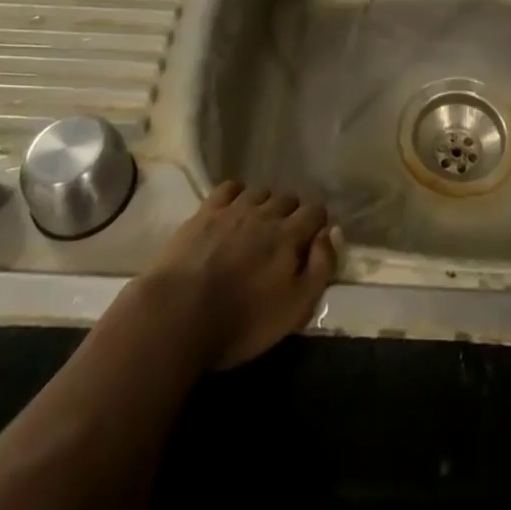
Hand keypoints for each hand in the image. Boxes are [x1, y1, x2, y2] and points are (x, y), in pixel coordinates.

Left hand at [122, 182, 340, 372]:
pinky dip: (237, 194)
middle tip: (283, 240)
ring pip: (261, 191)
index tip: (312, 243)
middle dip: (292, 214)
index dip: (317, 224)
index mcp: (290, 235)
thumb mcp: (294, 309)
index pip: (316, 211)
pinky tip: (232, 211)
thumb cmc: (241, 322)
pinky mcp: (206, 211)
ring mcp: (234, 208)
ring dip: (265, 205)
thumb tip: (332, 233)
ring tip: (257, 227)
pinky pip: (230, 187)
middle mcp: (266, 213)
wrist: (178, 315)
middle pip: (289, 198)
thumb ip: (321, 268)